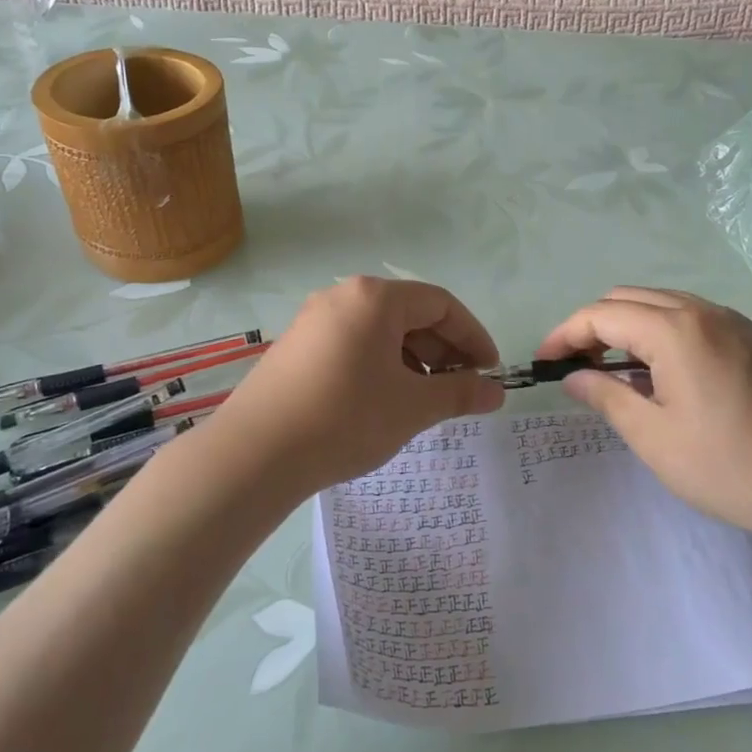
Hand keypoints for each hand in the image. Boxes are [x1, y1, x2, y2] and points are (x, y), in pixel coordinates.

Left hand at [203, 277, 505, 496]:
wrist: (254, 454)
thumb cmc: (345, 418)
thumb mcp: (412, 406)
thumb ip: (459, 393)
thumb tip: (497, 392)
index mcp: (374, 298)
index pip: (440, 304)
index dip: (472, 337)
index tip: (490, 373)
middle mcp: (342, 296)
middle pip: (409, 314)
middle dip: (442, 350)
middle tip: (460, 390)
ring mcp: (314, 320)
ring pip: (380, 331)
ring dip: (412, 360)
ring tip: (423, 400)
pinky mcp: (296, 346)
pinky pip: (353, 344)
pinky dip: (380, 365)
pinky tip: (383, 401)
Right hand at [536, 287, 751, 544]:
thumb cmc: (729, 466)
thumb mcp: (654, 438)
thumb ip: (607, 396)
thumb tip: (573, 377)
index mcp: (675, 330)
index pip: (602, 314)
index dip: (565, 334)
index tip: (545, 363)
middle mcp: (704, 311)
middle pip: (630, 298)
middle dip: (595, 326)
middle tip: (579, 368)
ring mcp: (735, 322)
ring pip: (664, 304)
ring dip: (630, 327)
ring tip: (618, 372)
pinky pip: (695, 319)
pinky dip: (664, 333)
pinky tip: (667, 375)